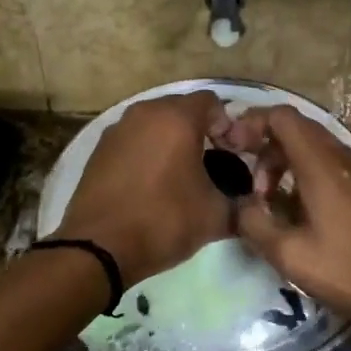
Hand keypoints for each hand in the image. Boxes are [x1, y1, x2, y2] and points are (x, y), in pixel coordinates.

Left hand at [55, 92, 235, 287]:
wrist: (99, 247)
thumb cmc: (164, 221)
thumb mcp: (215, 217)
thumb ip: (241, 204)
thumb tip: (253, 207)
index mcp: (176, 118)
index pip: (212, 102)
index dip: (228, 125)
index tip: (233, 154)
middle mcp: (144, 113)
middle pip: (181, 109)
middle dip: (199, 131)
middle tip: (211, 164)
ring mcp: (116, 130)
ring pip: (154, 124)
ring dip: (170, 141)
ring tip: (180, 175)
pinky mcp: (98, 150)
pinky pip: (132, 140)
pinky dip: (146, 152)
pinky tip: (151, 184)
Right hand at [229, 106, 350, 340]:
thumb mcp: (293, 258)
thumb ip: (255, 225)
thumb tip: (240, 204)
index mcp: (324, 167)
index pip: (283, 117)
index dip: (253, 123)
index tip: (234, 150)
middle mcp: (349, 159)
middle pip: (302, 131)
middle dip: (269, 150)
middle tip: (255, 189)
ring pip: (323, 151)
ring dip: (293, 167)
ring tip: (280, 205)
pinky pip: (343, 169)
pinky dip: (318, 178)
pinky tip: (317, 217)